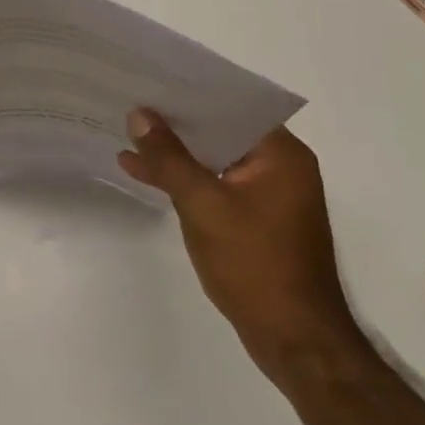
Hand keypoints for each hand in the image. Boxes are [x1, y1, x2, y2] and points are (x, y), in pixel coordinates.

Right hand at [120, 112, 365, 389]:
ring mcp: (270, 194)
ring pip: (215, 157)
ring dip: (176, 152)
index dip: (189, 91)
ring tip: (128, 138)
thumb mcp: (203, 204)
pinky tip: (146, 176)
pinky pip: (216, 182)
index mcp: (281, 154)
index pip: (231, 104)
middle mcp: (281, 167)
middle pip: (221, 129)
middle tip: (132, 102)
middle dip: (176, 121)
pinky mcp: (257, 219)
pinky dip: (186, 179)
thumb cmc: (255, 264)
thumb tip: (139, 115)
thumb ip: (169, 157)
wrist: (296, 343)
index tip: (150, 80)